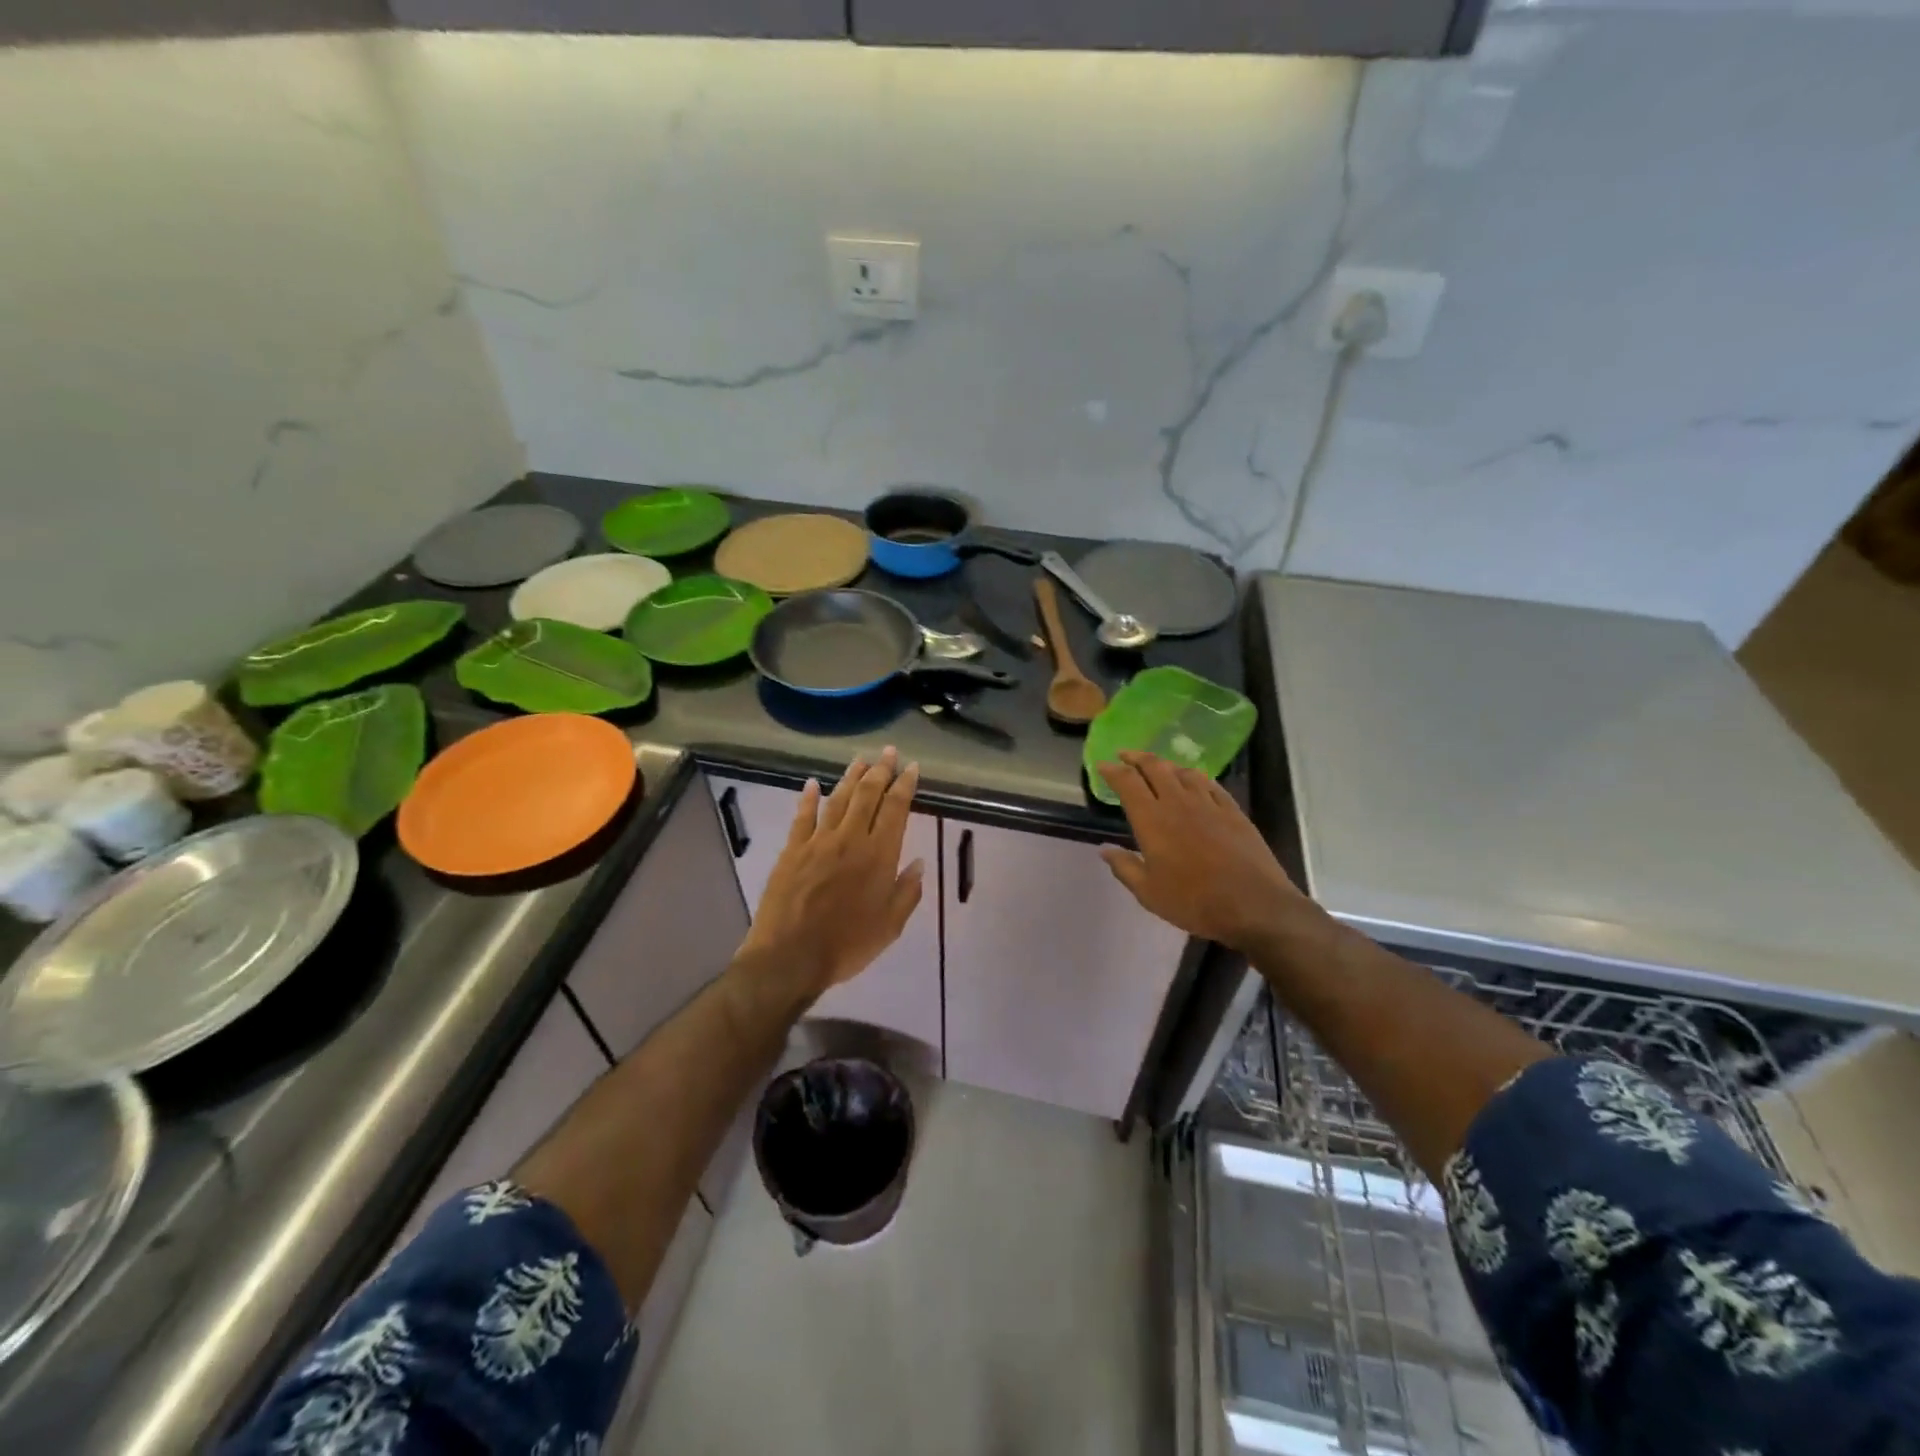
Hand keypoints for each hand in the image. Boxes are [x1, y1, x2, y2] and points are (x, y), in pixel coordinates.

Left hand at [735, 747, 924, 1004]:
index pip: (896, 809)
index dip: (905, 785)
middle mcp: (850, 839)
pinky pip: (802, 817)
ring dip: (850, 777)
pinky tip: (811, 784)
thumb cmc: (847, 945)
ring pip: (838, 799)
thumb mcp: (890, 926)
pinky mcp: (792, 850)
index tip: (911, 767)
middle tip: (889, 751)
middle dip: (880, 770)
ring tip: (860, 759)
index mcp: (879, 856)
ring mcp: (818, 842)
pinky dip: (807, 798)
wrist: (790, 957)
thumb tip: (918, 862)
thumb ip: (906, 892)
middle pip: (868, 795)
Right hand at [1096, 751, 1329, 956]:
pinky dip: (1196, 777)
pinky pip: (1211, 784)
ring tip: (1158, 767)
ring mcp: (1209, 804)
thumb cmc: (1194, 902)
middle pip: (1155, 767)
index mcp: (1152, 820)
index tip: (1102, 764)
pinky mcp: (1233, 811)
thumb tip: (1105, 850)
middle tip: (1125, 755)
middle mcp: (1178, 803)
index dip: (1112, 770)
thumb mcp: (1149, 893)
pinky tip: (1195, 780)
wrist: (1254, 906)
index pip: (1127, 782)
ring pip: (1183, 772)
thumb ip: (1125, 867)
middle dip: (1137, 757)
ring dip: (1166, 765)